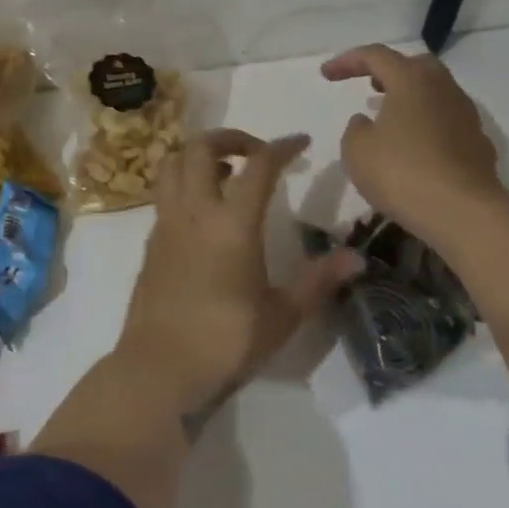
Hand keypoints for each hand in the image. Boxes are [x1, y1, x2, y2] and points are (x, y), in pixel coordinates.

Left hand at [119, 128, 362, 428]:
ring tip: (225, 174)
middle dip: (230, 138)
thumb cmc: (225, 342)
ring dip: (198, 155)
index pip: (259, 165)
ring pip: (172, 164)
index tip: (301, 143)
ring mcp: (166, 224)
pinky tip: (203, 213)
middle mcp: (194, 212)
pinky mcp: (151, 243)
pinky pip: (164, 194)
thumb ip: (318, 281)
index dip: (282, 146)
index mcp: (232, 223)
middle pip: (201, 147)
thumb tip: (357, 258)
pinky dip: (184, 184)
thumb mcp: (282, 316)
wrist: (158, 370)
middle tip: (255, 152)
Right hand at [321, 44, 504, 246]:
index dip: (348, 61)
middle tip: (370, 84)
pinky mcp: (478, 142)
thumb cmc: (402, 173)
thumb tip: (367, 121)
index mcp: (411, 80)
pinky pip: (447, 121)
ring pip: (435, 93)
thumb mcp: (358, 151)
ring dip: (410, 98)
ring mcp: (466, 114)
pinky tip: (416, 147)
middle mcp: (443, 88)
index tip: (326, 75)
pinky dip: (427, 124)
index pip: (376, 55)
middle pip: (415, 65)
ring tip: (390, 118)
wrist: (463, 211)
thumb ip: (356, 129)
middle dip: (390, 71)